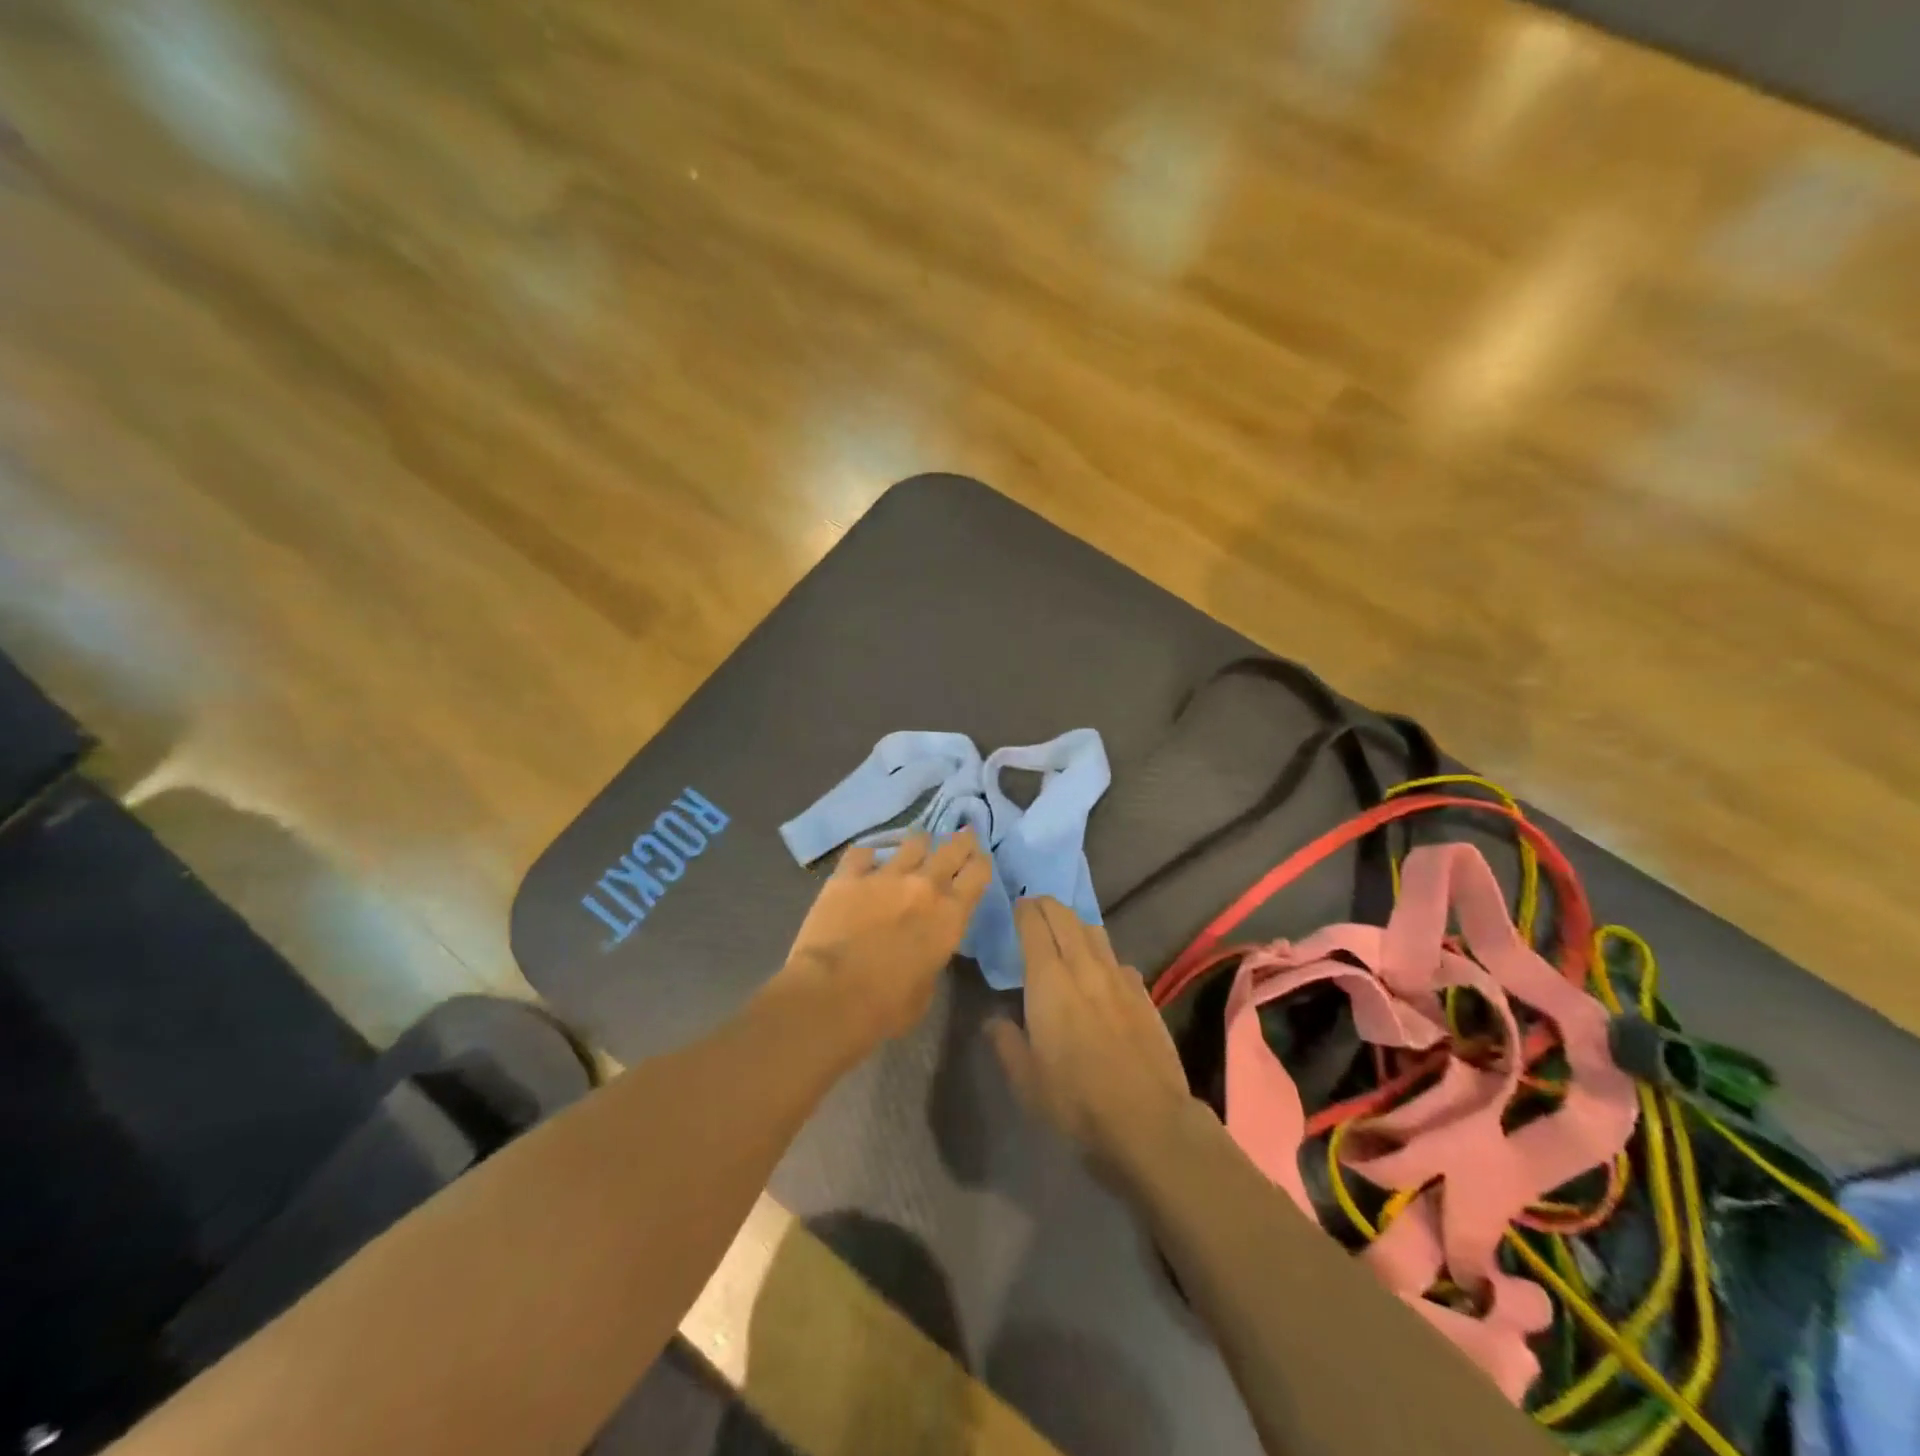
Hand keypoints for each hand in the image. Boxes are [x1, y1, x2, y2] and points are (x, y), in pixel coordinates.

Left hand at [771, 830, 991, 1046]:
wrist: (831, 995)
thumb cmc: (886, 1007)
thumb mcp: (926, 988)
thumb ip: (931, 956)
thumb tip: (923, 948)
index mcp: (950, 916)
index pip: (978, 874)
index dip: (981, 862)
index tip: (980, 858)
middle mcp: (923, 886)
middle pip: (951, 849)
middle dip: (960, 841)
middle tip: (962, 836)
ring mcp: (884, 876)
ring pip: (912, 842)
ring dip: (919, 843)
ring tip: (918, 844)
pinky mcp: (848, 876)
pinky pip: (862, 853)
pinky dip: (868, 856)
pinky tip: (867, 860)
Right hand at [988, 898, 1198, 1181]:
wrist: (1147, 1120)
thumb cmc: (1075, 1100)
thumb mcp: (1025, 1079)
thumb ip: (1005, 1042)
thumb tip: (994, 1020)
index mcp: (1049, 980)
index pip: (1034, 925)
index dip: (1024, 910)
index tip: (1016, 906)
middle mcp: (1084, 967)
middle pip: (1066, 917)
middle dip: (1048, 906)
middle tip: (1035, 909)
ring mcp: (1118, 978)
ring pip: (1095, 932)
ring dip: (1076, 924)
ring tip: (1066, 934)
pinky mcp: (1143, 994)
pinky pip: (1118, 960)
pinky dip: (1102, 956)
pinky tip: (1101, 976)